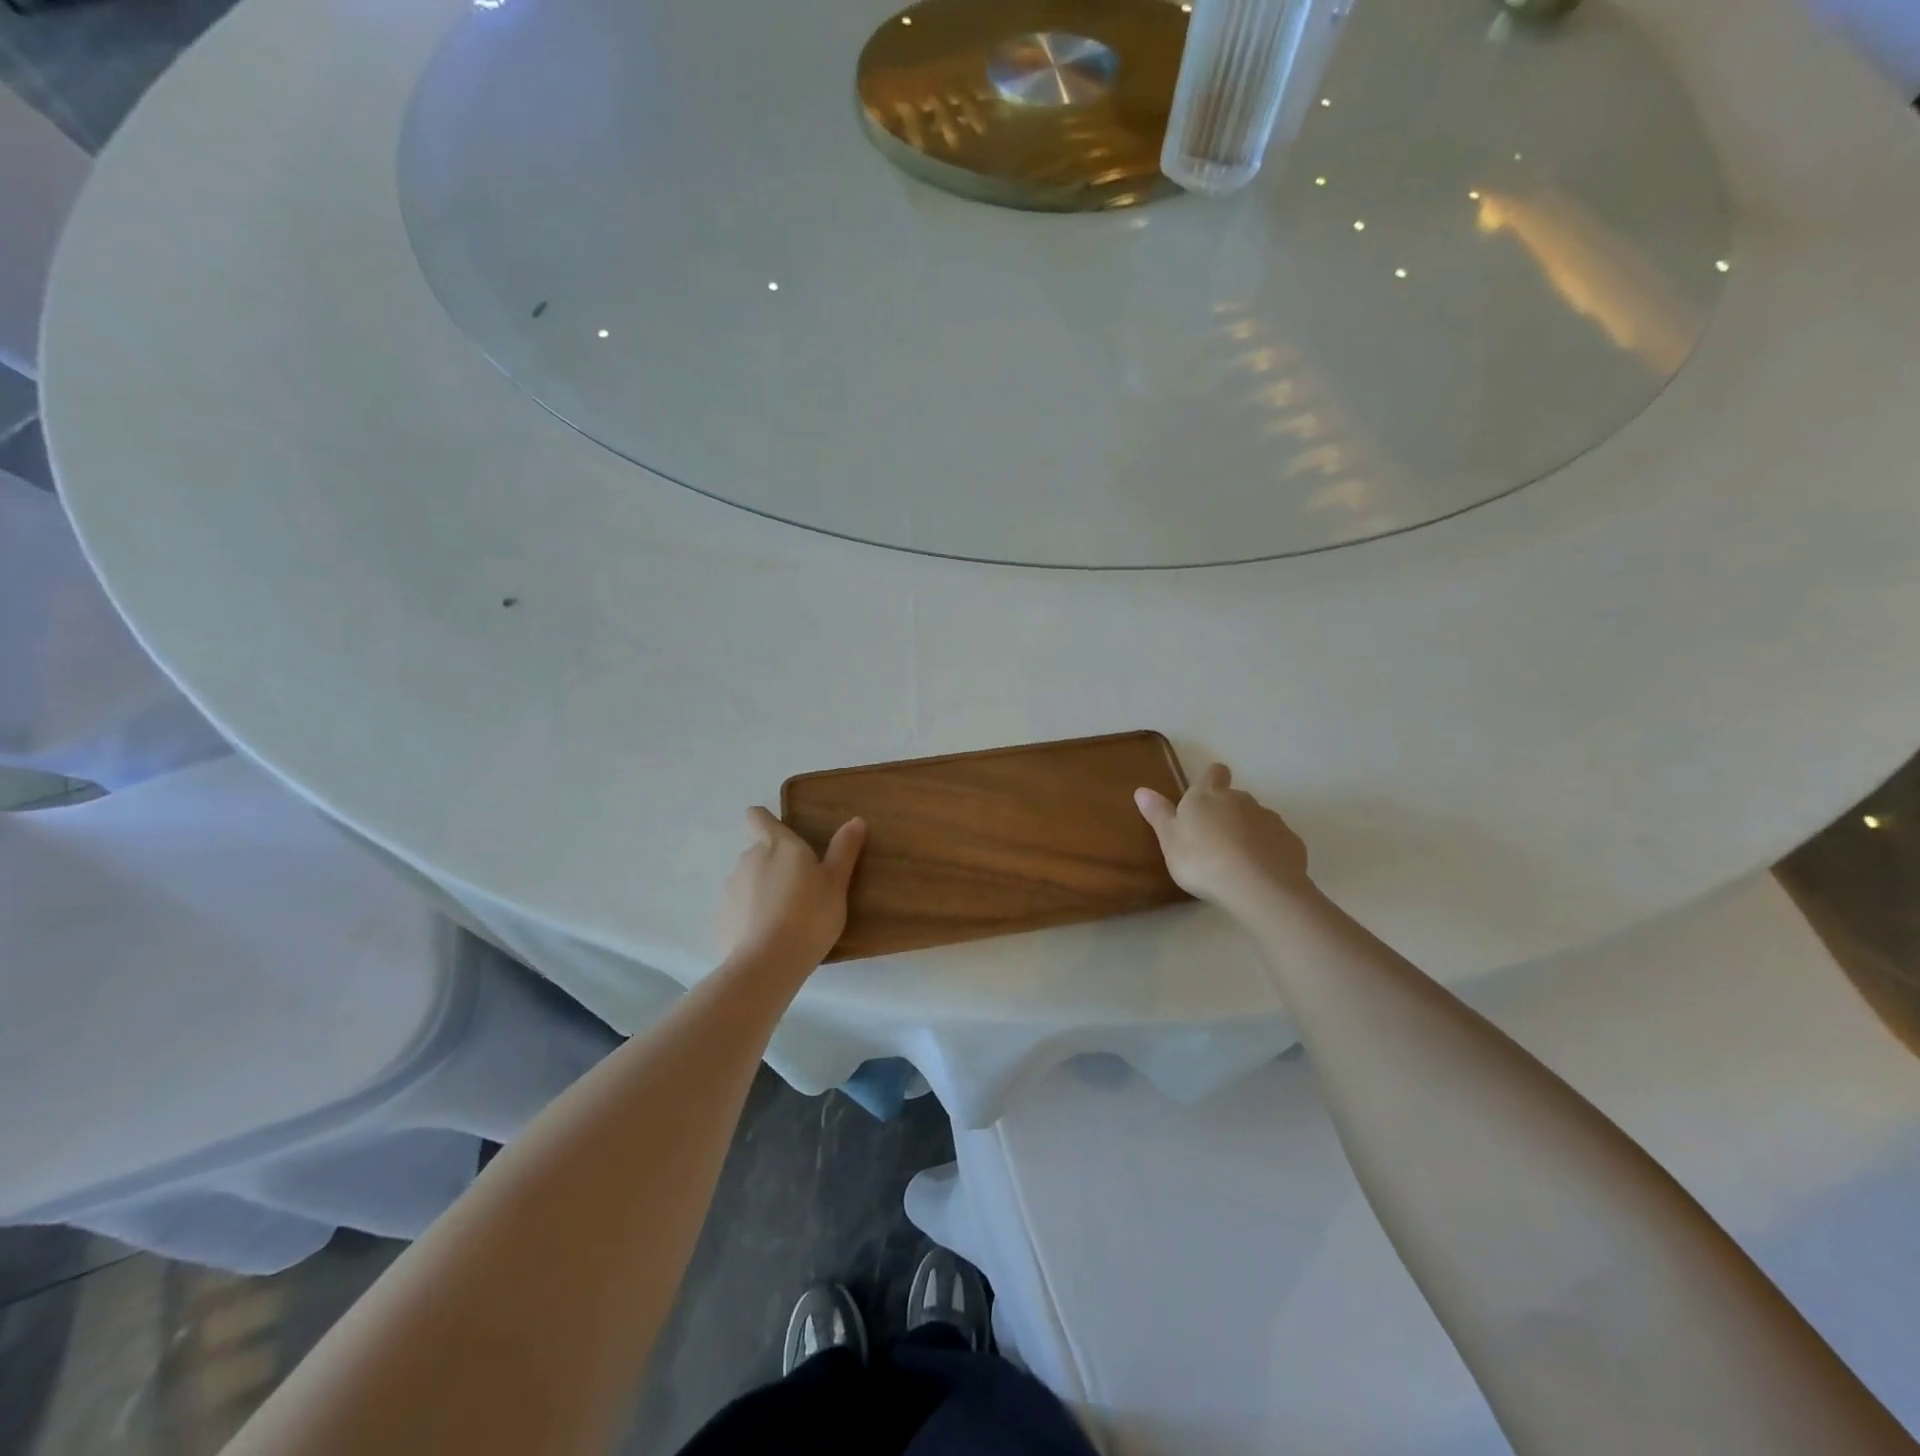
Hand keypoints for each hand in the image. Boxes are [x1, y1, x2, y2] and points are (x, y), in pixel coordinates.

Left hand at [719, 808, 865, 971]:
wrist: (768, 962)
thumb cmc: (809, 914)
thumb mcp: (836, 882)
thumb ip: (844, 849)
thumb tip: (856, 820)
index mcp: (777, 845)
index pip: (758, 817)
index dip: (766, 821)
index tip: (782, 836)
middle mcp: (749, 859)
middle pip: (759, 852)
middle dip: (775, 864)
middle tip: (801, 889)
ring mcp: (731, 889)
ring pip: (748, 881)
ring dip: (763, 891)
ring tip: (786, 917)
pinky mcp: (722, 918)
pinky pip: (739, 910)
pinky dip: (751, 917)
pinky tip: (768, 938)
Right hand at [1135, 763, 1312, 921]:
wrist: (1256, 886)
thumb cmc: (1202, 860)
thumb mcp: (1169, 840)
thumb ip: (1158, 814)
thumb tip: (1141, 789)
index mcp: (1208, 795)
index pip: (1214, 772)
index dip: (1211, 779)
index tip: (1206, 795)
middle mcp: (1241, 799)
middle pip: (1235, 798)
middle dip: (1227, 813)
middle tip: (1213, 840)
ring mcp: (1270, 819)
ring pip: (1257, 819)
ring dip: (1248, 833)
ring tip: (1236, 861)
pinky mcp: (1291, 842)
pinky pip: (1276, 842)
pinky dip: (1268, 851)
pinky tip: (1259, 873)